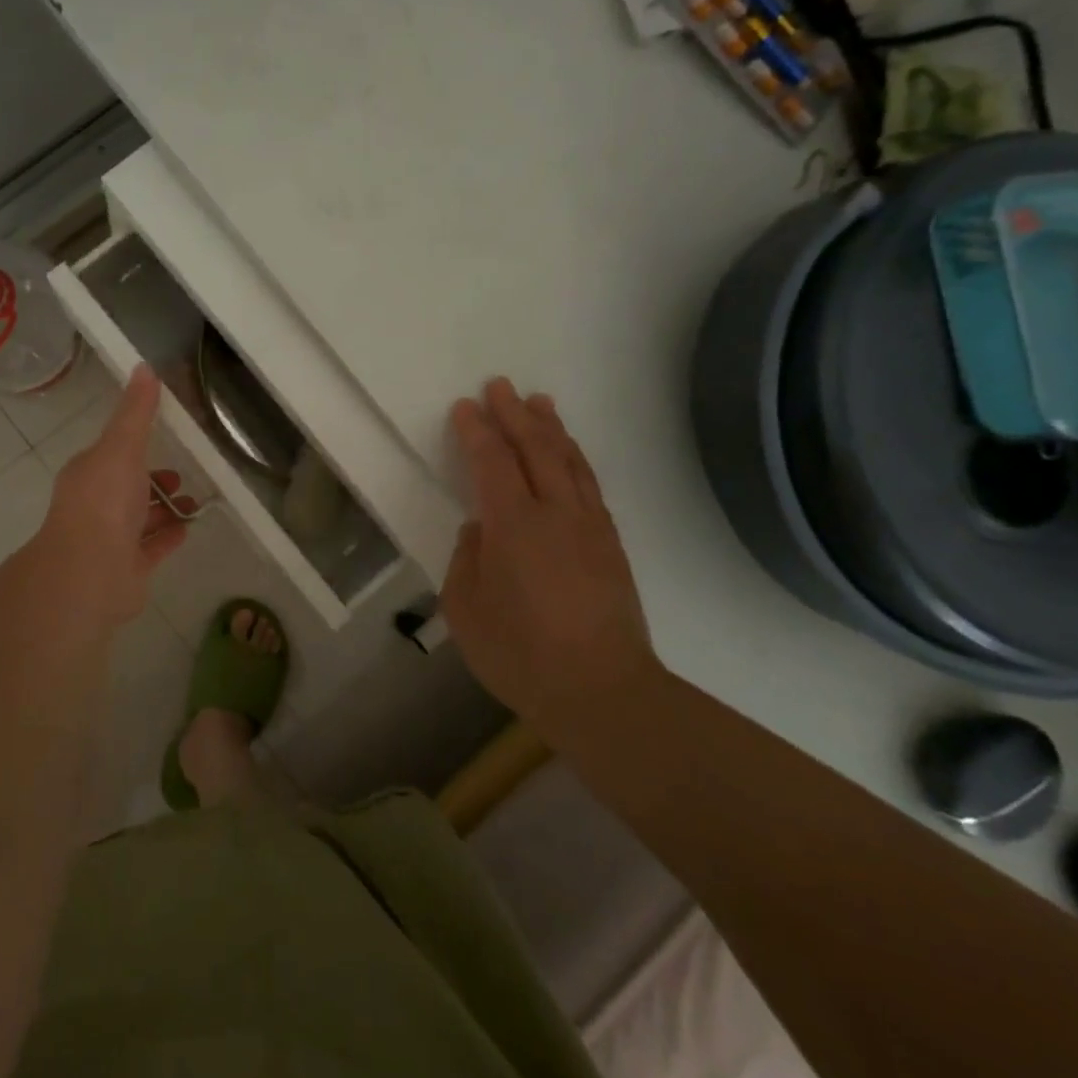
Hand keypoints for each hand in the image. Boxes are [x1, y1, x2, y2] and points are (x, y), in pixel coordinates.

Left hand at [35, 365, 194, 626]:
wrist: (90, 572)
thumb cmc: (103, 502)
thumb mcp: (121, 446)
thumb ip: (136, 412)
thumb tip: (144, 367)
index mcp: (89, 474)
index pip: (112, 454)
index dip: (135, 445)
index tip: (164, 437)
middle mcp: (95, 505)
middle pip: (127, 487)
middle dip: (153, 480)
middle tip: (181, 477)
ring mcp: (109, 540)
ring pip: (140, 520)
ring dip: (164, 510)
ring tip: (193, 504)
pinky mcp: (126, 569)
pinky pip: (150, 549)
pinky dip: (167, 538)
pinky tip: (187, 530)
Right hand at [441, 378, 660, 730]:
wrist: (603, 692)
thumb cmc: (521, 654)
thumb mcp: (466, 609)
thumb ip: (467, 560)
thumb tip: (480, 531)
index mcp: (514, 525)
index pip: (492, 462)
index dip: (476, 431)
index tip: (465, 406)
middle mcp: (555, 514)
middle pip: (535, 450)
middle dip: (514, 415)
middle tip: (500, 385)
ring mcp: (590, 528)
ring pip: (570, 463)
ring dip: (552, 429)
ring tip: (540, 403)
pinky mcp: (611, 547)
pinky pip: (591, 487)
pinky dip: (576, 460)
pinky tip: (570, 456)